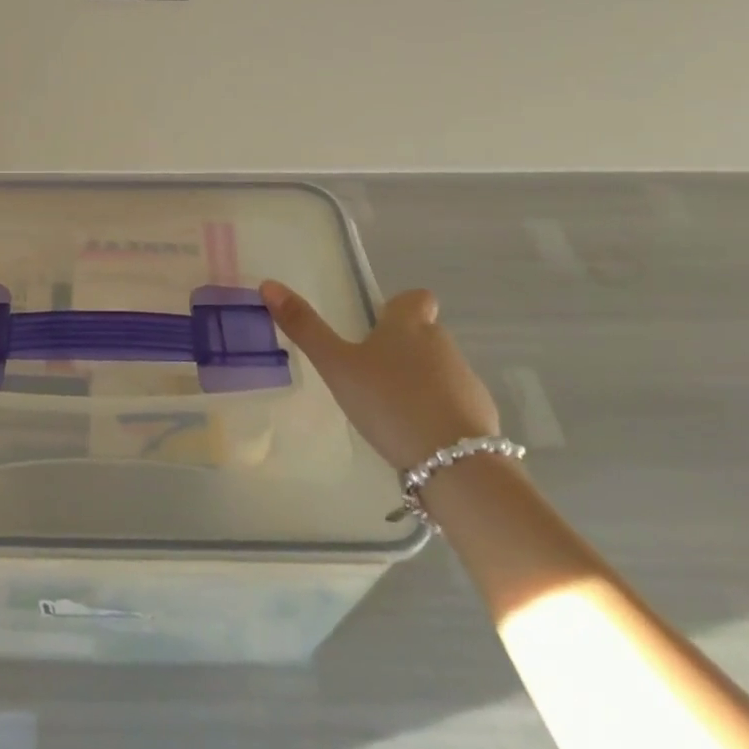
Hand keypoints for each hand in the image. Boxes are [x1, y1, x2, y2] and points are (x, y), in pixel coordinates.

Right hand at [259, 280, 500, 469]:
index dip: (400, 307)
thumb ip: (305, 328)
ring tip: (388, 409)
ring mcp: (466, 380)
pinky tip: (414, 435)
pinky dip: (436, 412)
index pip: (416, 298)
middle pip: (425, 334)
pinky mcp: (480, 417)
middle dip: (403, 348)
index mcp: (409, 325)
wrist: (455, 465)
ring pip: (439, 369)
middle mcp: (442, 344)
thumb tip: (269, 284)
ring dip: (419, 381)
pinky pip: (453, 404)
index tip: (380, 326)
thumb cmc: (389, 402)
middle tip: (370, 373)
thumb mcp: (336, 366)